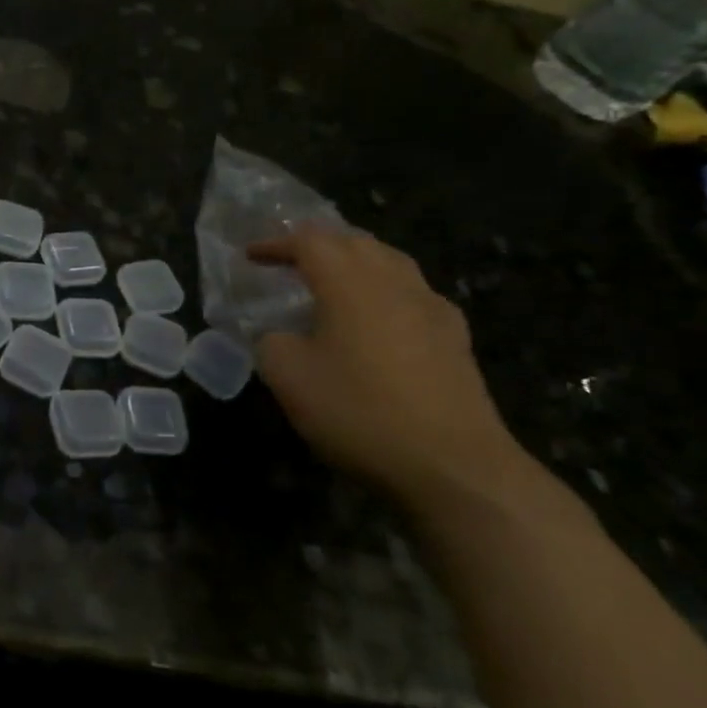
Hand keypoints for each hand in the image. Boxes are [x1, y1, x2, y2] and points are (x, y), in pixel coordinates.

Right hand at [249, 226, 532, 506]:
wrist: (453, 466)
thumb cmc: (359, 412)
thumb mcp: (289, 378)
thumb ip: (272, 342)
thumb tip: (280, 335)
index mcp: (349, 283)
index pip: (308, 242)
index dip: (276, 243)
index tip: (251, 255)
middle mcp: (393, 282)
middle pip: (354, 242)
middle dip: (318, 243)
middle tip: (290, 258)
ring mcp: (431, 308)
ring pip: (390, 261)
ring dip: (355, 260)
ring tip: (333, 278)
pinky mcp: (456, 338)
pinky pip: (414, 293)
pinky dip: (386, 290)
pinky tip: (381, 317)